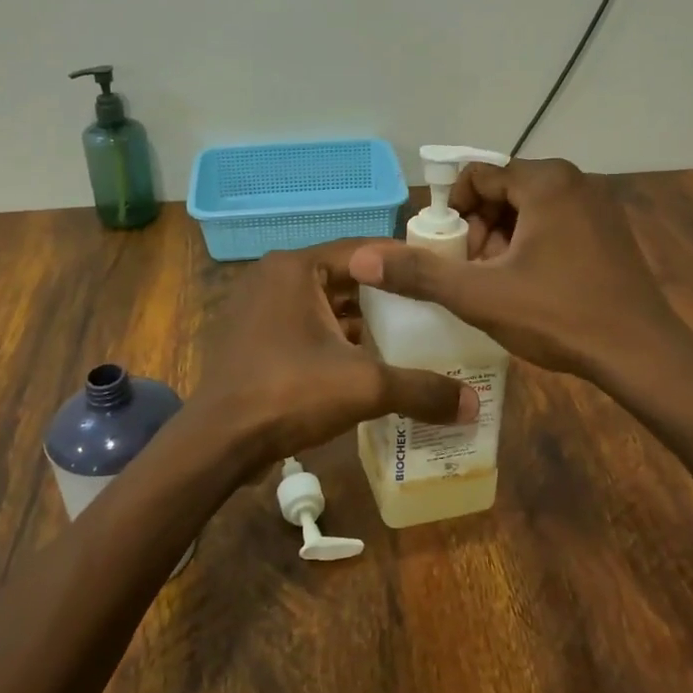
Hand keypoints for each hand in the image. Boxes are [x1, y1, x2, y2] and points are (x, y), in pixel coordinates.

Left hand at [192, 243, 479, 470]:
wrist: (218, 441)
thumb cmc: (289, 394)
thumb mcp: (364, 387)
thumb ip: (421, 390)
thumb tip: (474, 405)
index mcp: (296, 268)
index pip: (363, 251)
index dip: (404, 264)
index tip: (439, 278)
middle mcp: (273, 277)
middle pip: (344, 277)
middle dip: (384, 296)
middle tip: (429, 310)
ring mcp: (256, 306)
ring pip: (322, 304)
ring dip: (358, 320)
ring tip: (405, 337)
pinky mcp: (251, 336)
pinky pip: (302, 325)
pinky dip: (332, 338)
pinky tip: (363, 362)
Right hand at [347, 157, 685, 383]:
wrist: (641, 354)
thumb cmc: (559, 316)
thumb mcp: (480, 295)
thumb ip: (420, 273)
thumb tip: (363, 258)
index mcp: (546, 181)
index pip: (478, 177)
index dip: (453, 215)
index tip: (450, 256)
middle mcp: (575, 180)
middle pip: (503, 193)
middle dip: (479, 232)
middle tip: (474, 276)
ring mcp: (598, 205)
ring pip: (528, 211)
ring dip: (503, 242)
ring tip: (499, 286)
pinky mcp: (610, 231)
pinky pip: (555, 224)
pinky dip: (532, 247)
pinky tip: (532, 288)